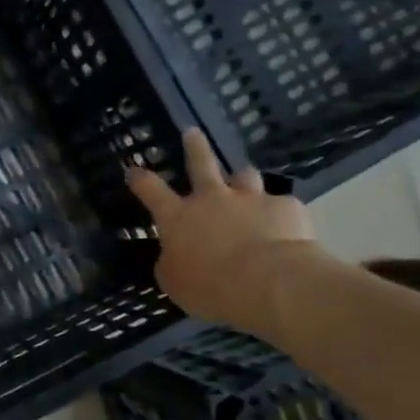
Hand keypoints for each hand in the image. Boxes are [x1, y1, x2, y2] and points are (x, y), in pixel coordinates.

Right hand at [126, 129, 321, 336]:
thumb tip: (175, 255)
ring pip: (245, 175)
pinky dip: (280, 213)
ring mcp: (251, 199)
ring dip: (242, 178)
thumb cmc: (210, 286)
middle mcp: (212, 199)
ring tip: (244, 181)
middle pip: (200, 163)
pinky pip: (281, 205)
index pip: (151, 190)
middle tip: (192, 132)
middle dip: (194, 146)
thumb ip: (172, 263)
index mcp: (178, 217)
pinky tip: (286, 227)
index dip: (140, 179)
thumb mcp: (175, 282)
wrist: (270, 283)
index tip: (133, 169)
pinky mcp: (286, 207)